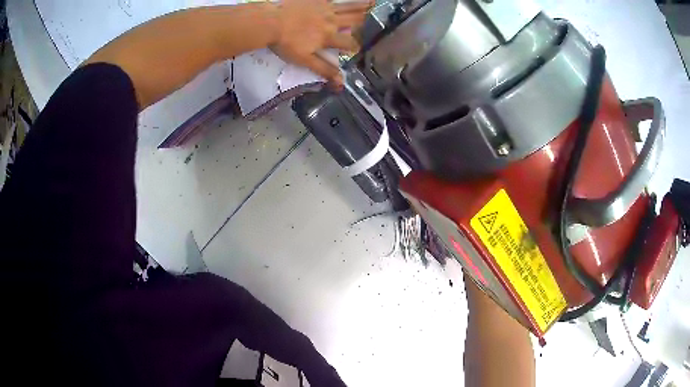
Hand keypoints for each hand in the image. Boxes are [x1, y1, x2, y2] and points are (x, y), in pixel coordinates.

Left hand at [271, 0, 372, 86]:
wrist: (270, 22)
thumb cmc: (285, 43)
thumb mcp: (304, 60)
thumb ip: (324, 69)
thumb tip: (341, 84)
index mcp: (329, 36)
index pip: (349, 43)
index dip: (355, 47)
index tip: (355, 48)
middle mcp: (331, 20)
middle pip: (355, 20)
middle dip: (364, 21)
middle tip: (371, 18)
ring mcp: (324, 7)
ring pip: (348, 6)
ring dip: (362, 5)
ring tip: (373, 2)